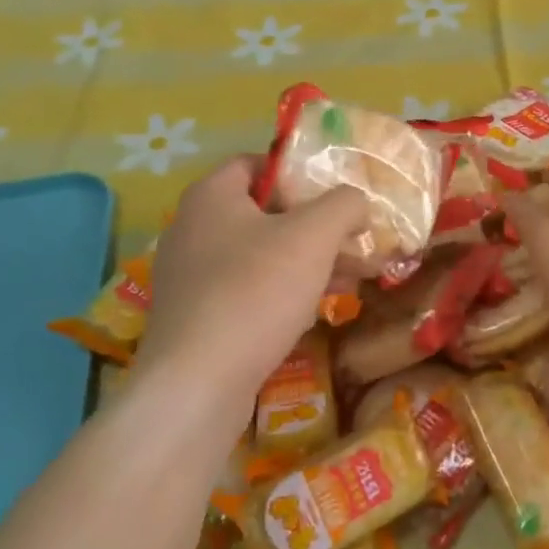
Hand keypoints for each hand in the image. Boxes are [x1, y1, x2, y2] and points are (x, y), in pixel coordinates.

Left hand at [127, 157, 366, 443]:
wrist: (197, 384)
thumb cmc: (256, 291)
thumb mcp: (314, 235)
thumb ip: (343, 205)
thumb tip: (356, 203)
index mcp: (211, 197)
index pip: (256, 163)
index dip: (298, 172)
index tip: (334, 194)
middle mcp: (193, 230)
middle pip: (264, 212)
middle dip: (316, 225)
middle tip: (355, 240)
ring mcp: (191, 277)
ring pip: (261, 256)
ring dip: (309, 261)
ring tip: (354, 276)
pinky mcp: (197, 318)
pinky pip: (248, 291)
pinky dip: (285, 293)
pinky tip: (319, 310)